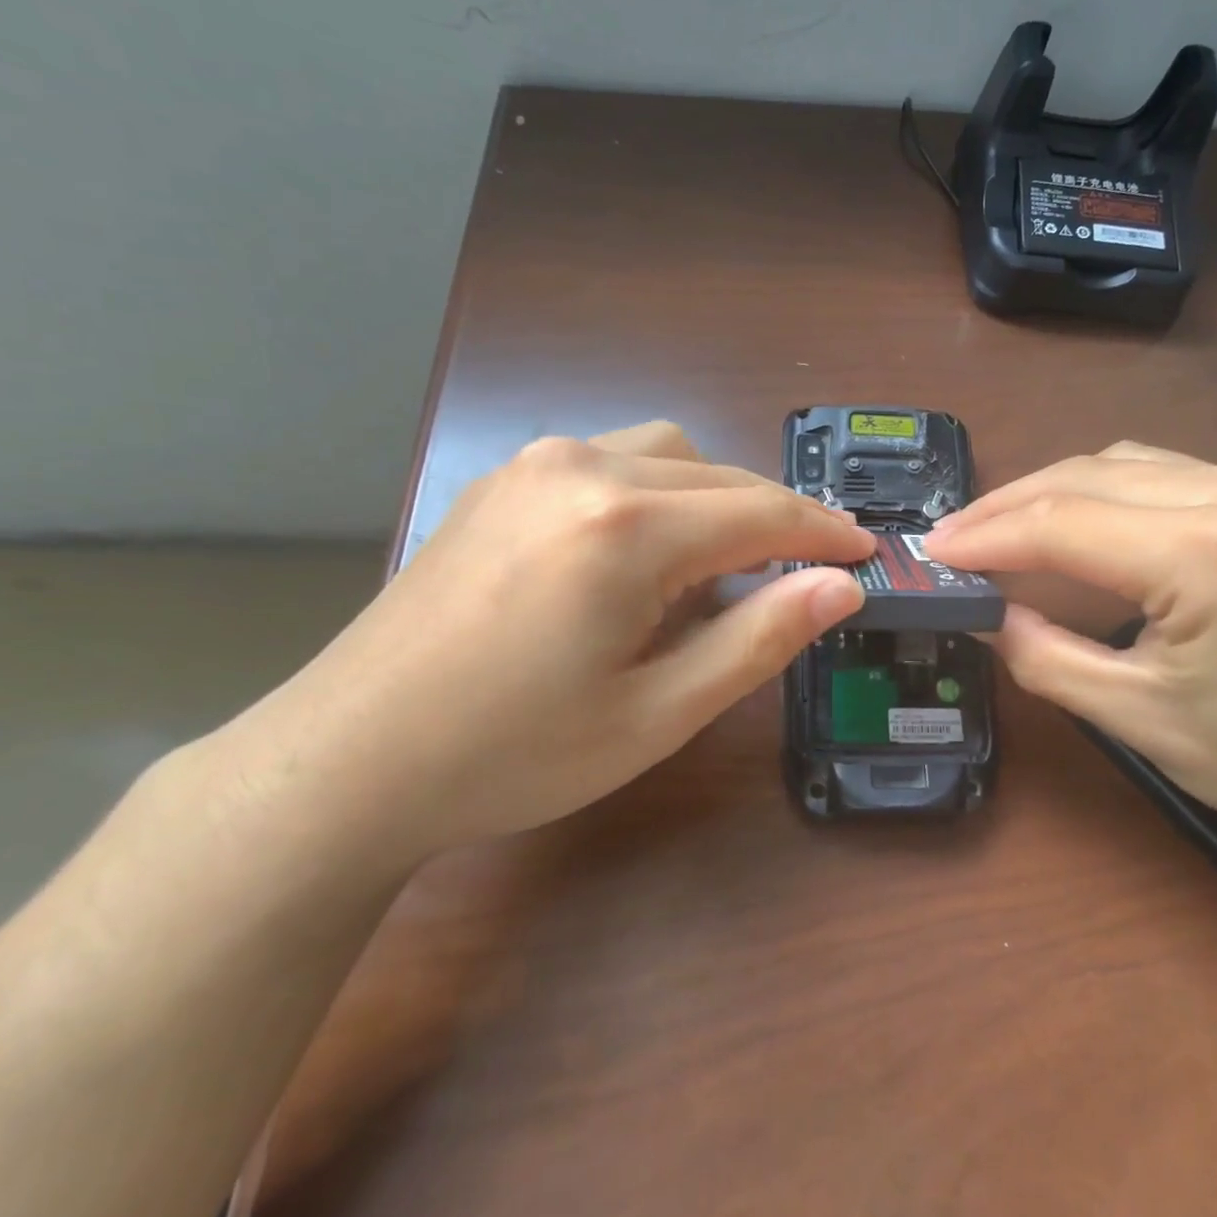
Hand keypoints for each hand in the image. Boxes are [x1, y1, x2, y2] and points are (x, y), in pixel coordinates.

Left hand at [223, 422, 872, 864]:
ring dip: (714, 502)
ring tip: (716, 574)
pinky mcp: (503, 482)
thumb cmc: (516, 753)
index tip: (866, 553)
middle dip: (774, 521)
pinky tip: (641, 558)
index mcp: (627, 526)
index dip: (824, 533)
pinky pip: (611, 464)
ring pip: (666, 456)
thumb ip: (759, 637)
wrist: (350, 760)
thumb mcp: (659, 712)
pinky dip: (657, 496)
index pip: (761, 512)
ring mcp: (533, 466)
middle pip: (718, 476)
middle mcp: (583, 468)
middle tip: (803, 578)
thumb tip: (841, 586)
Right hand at [923, 443, 1216, 876]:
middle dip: (1008, 507)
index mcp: (1208, 551)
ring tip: (998, 534)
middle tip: (952, 542)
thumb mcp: (1136, 716)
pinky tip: (1074, 526)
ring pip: (1119, 464)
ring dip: (1051, 495)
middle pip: (1085, 477)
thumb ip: (1041, 655)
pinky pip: (1159, 474)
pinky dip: (1100, 494)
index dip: (985, 536)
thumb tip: (983, 612)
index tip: (929, 552)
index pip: (1061, 523)